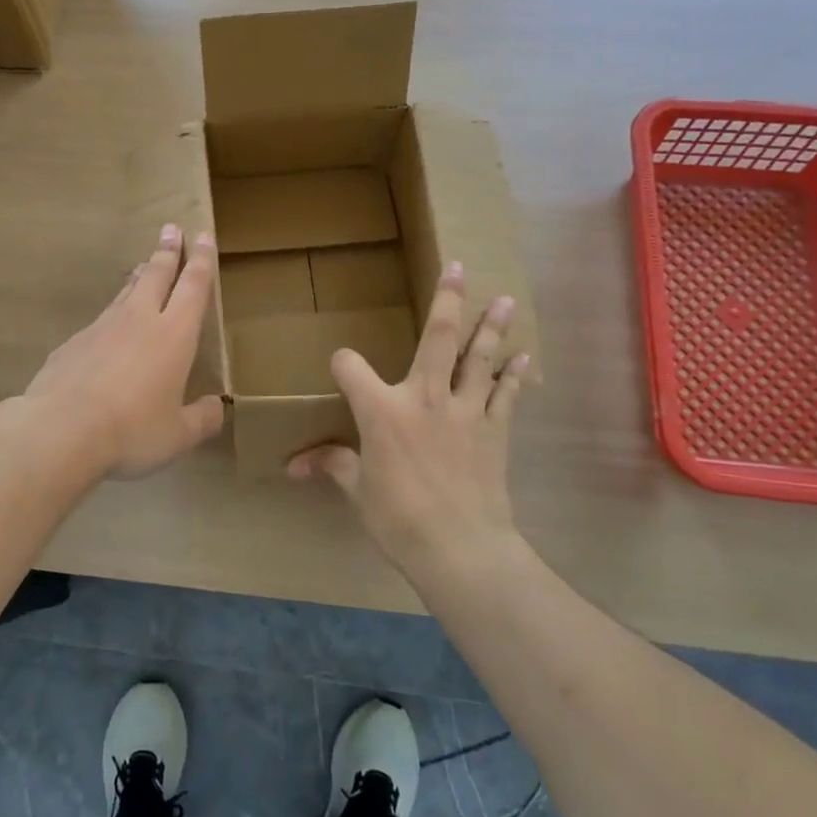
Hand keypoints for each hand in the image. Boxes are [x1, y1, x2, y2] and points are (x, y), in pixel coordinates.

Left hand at [22, 224, 224, 478]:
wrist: (61, 429)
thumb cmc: (131, 430)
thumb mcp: (177, 435)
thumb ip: (201, 419)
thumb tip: (216, 408)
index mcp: (174, 335)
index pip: (193, 287)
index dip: (201, 260)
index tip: (203, 235)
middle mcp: (140, 320)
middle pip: (157, 275)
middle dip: (167, 251)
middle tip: (171, 228)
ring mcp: (103, 327)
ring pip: (126, 292)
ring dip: (139, 275)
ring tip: (143, 264)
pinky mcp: (74, 342)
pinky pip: (101, 319)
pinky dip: (112, 312)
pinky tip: (108, 325)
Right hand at [288, 262, 530, 574]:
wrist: (460, 548)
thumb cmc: (398, 518)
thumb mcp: (358, 491)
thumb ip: (332, 466)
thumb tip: (293, 466)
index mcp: (382, 410)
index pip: (351, 367)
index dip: (342, 363)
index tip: (341, 369)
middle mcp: (424, 397)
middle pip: (437, 338)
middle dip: (446, 300)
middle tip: (457, 268)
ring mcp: (464, 410)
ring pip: (479, 358)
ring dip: (491, 328)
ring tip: (504, 301)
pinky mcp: (493, 430)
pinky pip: (505, 395)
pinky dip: (514, 376)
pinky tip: (524, 358)